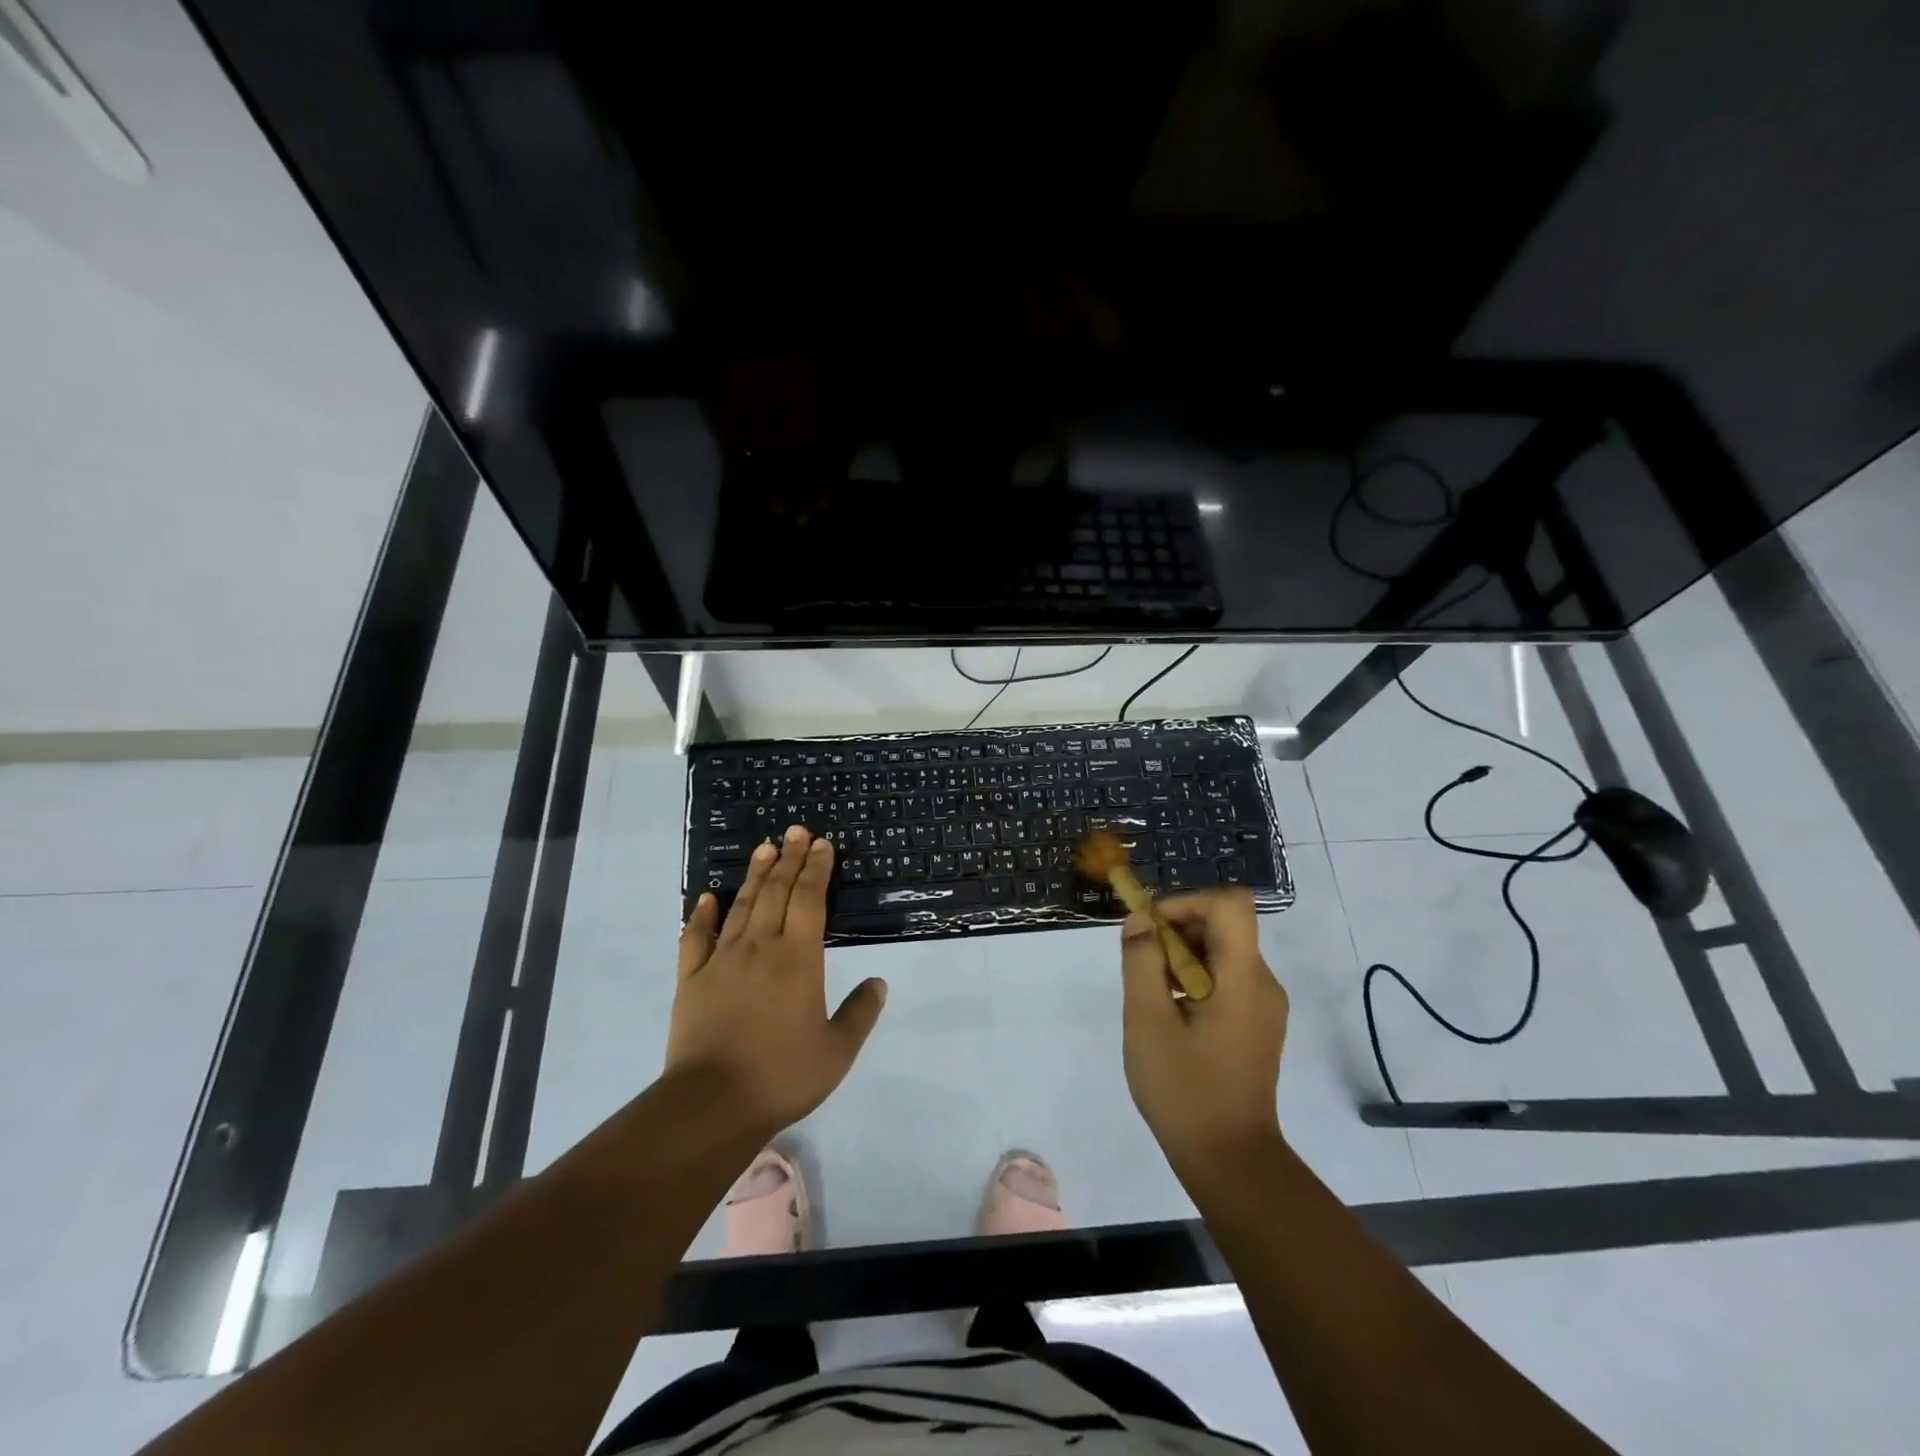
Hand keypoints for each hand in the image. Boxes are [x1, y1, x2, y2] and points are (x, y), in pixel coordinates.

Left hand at [667, 826, 886, 1139]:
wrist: (712, 1103)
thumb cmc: (782, 1075)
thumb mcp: (837, 1051)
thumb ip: (860, 1013)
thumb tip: (879, 982)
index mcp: (798, 959)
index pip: (809, 900)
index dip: (816, 869)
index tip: (822, 844)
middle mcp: (760, 948)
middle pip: (776, 892)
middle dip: (788, 859)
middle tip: (795, 831)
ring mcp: (721, 961)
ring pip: (741, 906)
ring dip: (755, 875)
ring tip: (763, 847)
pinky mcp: (691, 980)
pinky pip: (696, 938)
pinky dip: (702, 915)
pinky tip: (708, 898)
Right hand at [1120, 889, 1288, 1185]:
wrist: (1230, 1161)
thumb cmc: (1185, 1089)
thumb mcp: (1147, 1021)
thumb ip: (1141, 961)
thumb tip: (1141, 919)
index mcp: (1244, 977)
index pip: (1230, 904)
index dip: (1187, 901)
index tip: (1152, 928)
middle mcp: (1263, 983)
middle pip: (1223, 926)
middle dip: (1176, 931)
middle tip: (1141, 964)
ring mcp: (1264, 1006)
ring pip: (1221, 952)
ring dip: (1181, 956)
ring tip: (1151, 994)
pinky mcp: (1257, 1025)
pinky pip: (1225, 979)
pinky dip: (1194, 979)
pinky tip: (1170, 1015)